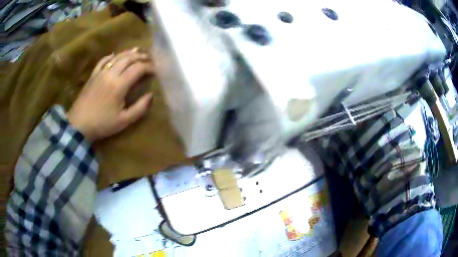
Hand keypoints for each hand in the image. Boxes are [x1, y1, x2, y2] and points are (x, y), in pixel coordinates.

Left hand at [67, 48, 153, 141]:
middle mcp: (111, 74)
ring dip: (129, 53)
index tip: (156, 71)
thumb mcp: (124, 121)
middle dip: (141, 56)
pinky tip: (115, 56)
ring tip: (138, 52)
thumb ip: (140, 108)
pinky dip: (111, 56)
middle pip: (129, 58)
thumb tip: (150, 95)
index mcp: (119, 85)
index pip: (138, 68)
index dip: (149, 67)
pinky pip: (103, 61)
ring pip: (117, 57)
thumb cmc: (102, 124)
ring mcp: (100, 73)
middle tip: (149, 59)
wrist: (79, 125)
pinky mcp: (93, 75)